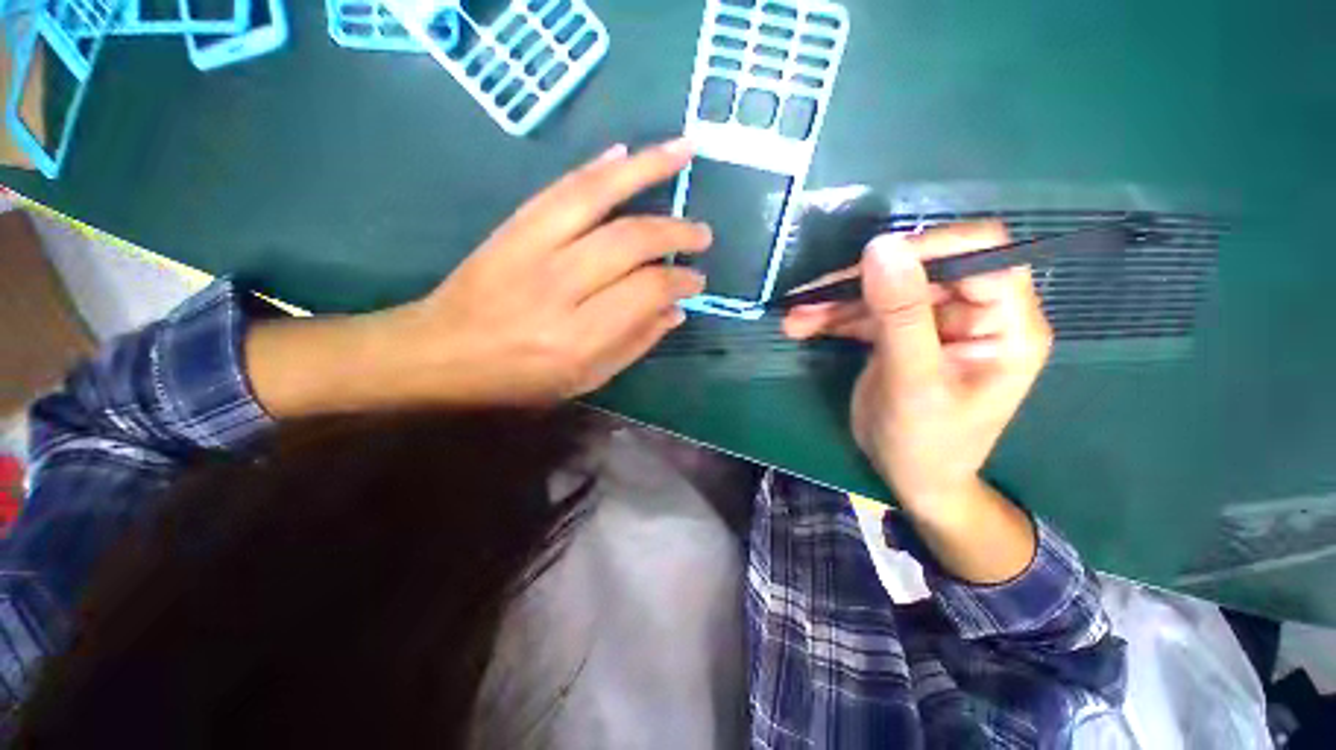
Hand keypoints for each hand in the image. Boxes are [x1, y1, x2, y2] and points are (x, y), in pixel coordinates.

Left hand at [246, 140, 710, 415]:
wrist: (438, 352)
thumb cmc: (517, 379)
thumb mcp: (584, 380)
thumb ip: (634, 345)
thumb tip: (675, 311)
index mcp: (577, 337)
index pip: (645, 292)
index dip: (679, 282)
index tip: (696, 281)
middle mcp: (557, 287)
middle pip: (630, 241)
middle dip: (675, 233)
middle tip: (702, 235)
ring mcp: (531, 248)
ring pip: (598, 196)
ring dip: (646, 168)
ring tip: (684, 152)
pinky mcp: (512, 227)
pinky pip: (561, 187)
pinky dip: (598, 167)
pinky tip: (624, 153)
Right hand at [783, 222, 1051, 511]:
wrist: (911, 479)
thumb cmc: (926, 444)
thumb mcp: (913, 383)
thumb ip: (901, 316)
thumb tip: (881, 247)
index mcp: (1007, 323)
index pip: (981, 253)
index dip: (925, 249)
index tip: (866, 266)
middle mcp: (975, 314)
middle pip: (919, 270)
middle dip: (860, 282)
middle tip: (810, 297)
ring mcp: (935, 323)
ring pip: (884, 290)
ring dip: (836, 302)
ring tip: (794, 318)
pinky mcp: (902, 334)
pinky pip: (866, 312)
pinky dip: (833, 317)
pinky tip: (802, 326)